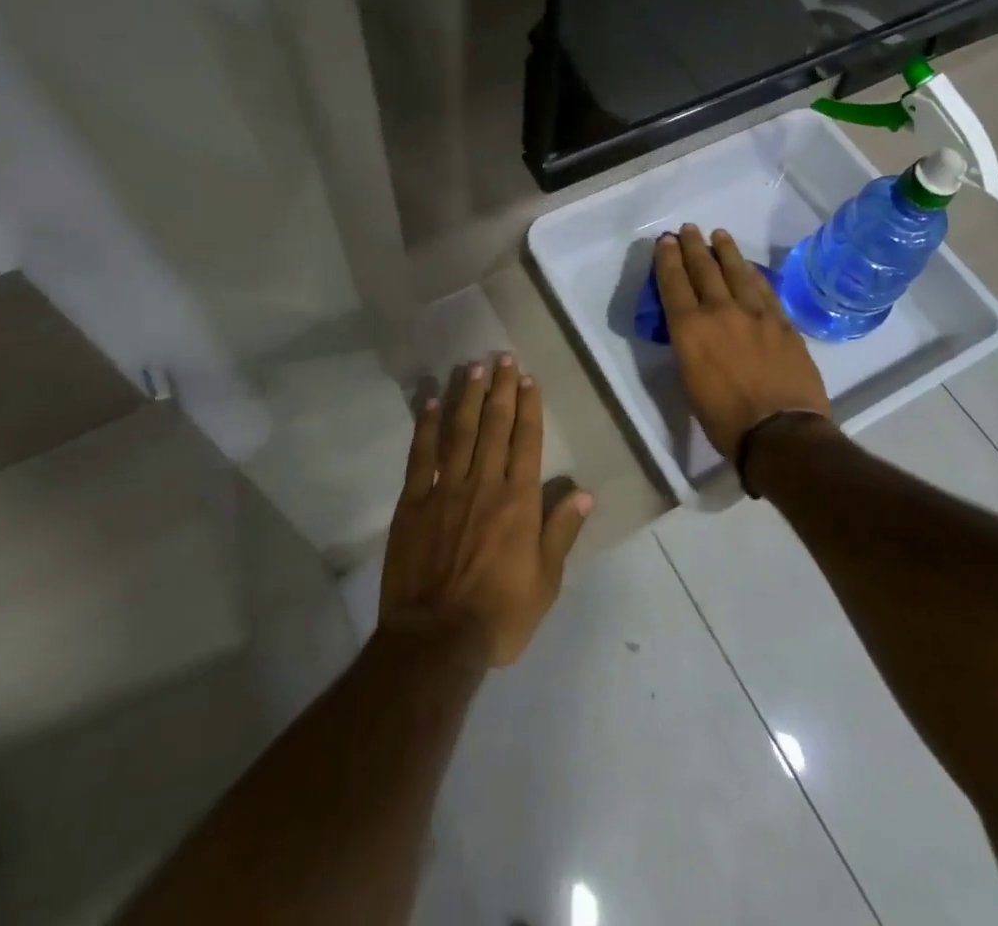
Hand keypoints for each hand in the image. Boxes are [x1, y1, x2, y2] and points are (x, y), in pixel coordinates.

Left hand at [379, 355, 592, 668]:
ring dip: (467, 397)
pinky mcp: (413, 503)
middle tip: (502, 357)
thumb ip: (562, 532)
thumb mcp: (545, 582)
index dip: (528, 407)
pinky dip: (426, 427)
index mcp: (518, 500)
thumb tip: (584, 492)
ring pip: (459, 432)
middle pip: (494, 426)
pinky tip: (431, 402)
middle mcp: (484, 484)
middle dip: (499, 389)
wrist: (437, 640)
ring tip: (472, 367)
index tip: (527, 379)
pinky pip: (421, 456)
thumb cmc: (499, 614)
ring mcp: (445, 490)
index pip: (526, 441)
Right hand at [654, 225, 830, 461]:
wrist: (781, 432)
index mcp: (690, 329)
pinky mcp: (782, 322)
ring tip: (719, 235)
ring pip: (737, 272)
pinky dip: (753, 274)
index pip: (674, 283)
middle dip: (694, 246)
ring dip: (726, 251)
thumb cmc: (725, 419)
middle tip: (688, 229)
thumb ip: (690, 347)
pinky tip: (749, 267)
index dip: (668, 259)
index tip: (666, 241)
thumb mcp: (690, 382)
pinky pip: (765, 289)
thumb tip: (695, 332)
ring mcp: (755, 314)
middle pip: (704, 269)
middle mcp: (720, 312)